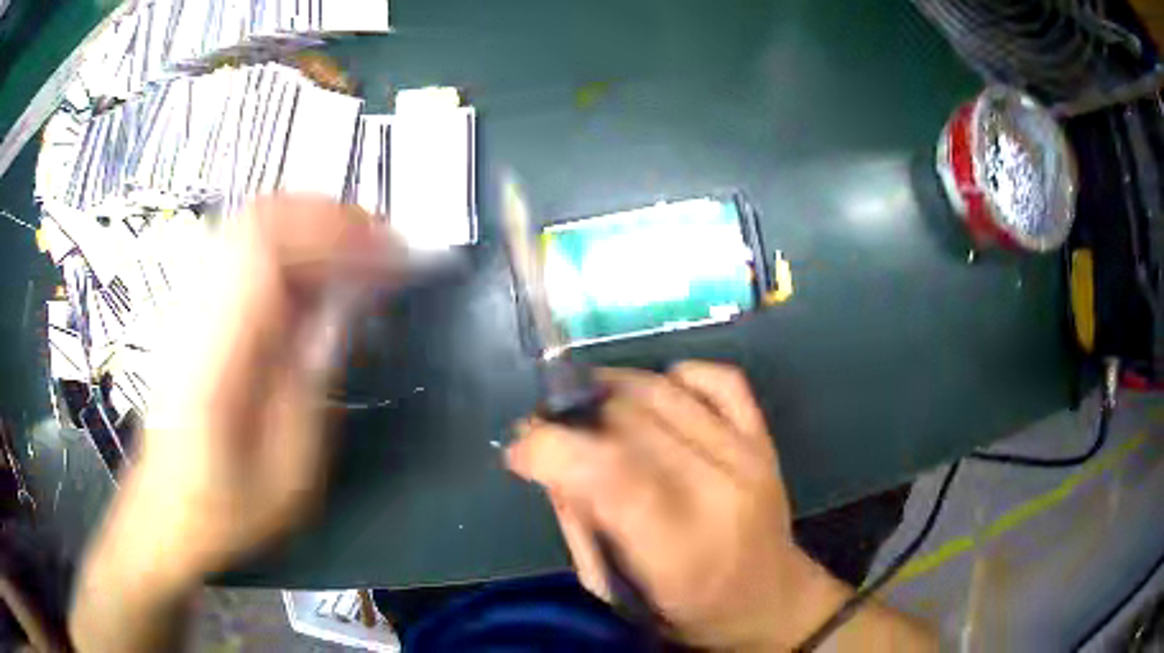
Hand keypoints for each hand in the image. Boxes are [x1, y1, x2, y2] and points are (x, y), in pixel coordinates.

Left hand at [97, 196, 400, 585]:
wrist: (165, 511)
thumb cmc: (228, 506)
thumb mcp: (287, 468)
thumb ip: (312, 379)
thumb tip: (345, 306)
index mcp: (213, 353)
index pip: (269, 247)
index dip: (335, 233)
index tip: (389, 250)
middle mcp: (194, 310)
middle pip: (259, 219)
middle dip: (328, 216)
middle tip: (381, 240)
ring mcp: (187, 304)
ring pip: (248, 224)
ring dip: (309, 223)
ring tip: (355, 249)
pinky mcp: (189, 309)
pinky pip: (239, 248)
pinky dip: (286, 242)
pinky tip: (312, 272)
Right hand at [507, 362, 845, 649]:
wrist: (768, 600)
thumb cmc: (685, 609)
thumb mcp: (613, 590)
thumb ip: (578, 523)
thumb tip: (550, 462)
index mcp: (678, 546)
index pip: (609, 471)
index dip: (550, 448)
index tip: (519, 452)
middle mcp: (718, 489)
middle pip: (629, 418)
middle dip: (572, 418)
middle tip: (552, 434)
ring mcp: (747, 455)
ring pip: (662, 389)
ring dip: (609, 389)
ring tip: (589, 410)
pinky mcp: (764, 437)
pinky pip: (717, 378)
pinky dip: (675, 375)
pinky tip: (654, 397)